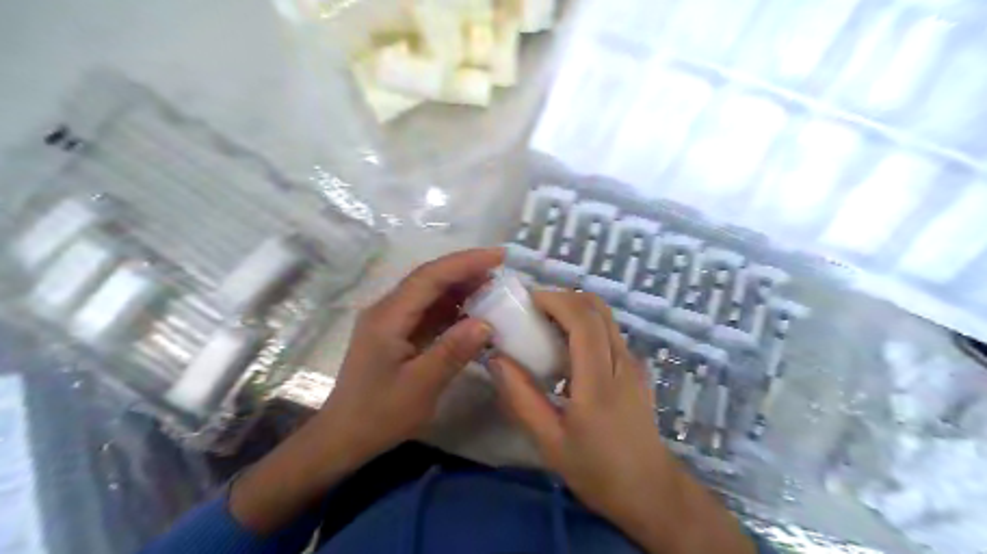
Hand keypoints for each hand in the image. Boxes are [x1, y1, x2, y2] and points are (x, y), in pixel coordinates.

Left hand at [325, 249, 504, 460]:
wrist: (343, 437)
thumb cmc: (378, 415)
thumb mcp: (420, 387)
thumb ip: (452, 352)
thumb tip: (485, 322)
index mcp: (388, 316)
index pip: (430, 277)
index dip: (465, 262)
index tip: (498, 257)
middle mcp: (387, 310)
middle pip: (429, 278)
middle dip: (465, 270)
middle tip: (501, 270)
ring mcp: (391, 321)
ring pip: (429, 293)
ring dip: (460, 287)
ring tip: (493, 287)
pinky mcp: (397, 333)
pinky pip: (428, 311)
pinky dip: (452, 308)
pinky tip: (472, 312)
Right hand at [493, 291, 757, 553]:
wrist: (650, 491)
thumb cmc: (597, 470)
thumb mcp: (549, 441)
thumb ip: (521, 397)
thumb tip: (496, 358)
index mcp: (599, 382)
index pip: (583, 320)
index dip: (555, 300)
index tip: (526, 301)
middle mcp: (622, 362)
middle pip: (597, 307)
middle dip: (563, 298)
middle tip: (532, 310)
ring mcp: (633, 363)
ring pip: (605, 316)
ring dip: (574, 309)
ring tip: (544, 324)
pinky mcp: (635, 369)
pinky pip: (609, 331)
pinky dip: (585, 323)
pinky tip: (565, 347)